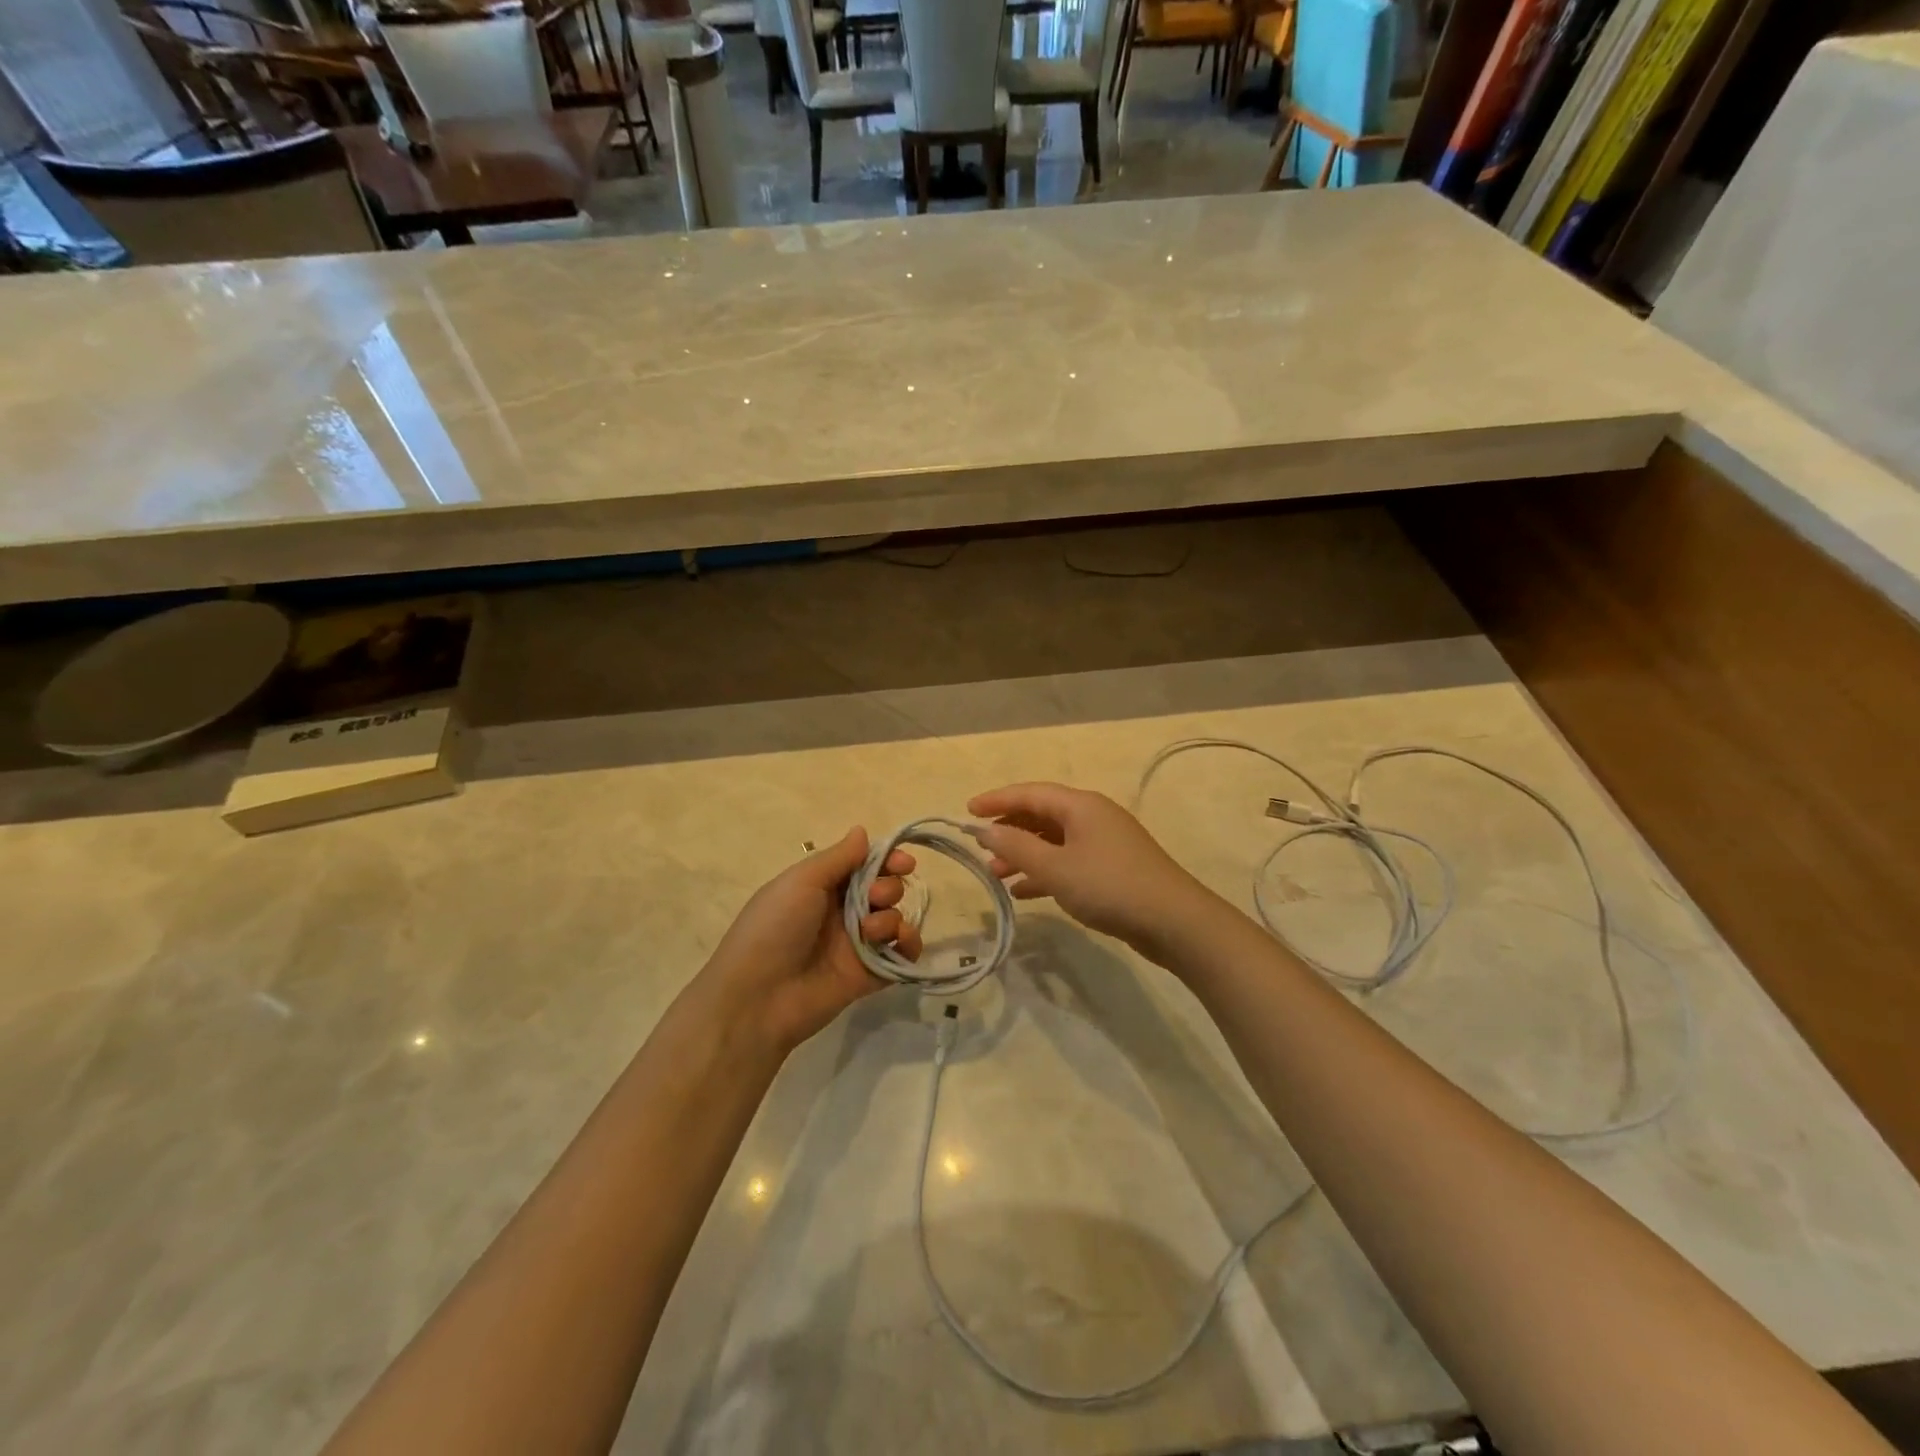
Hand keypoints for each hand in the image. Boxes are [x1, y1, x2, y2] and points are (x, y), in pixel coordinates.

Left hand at [699, 829, 921, 1053]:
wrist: (757, 997)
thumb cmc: (774, 927)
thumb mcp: (802, 881)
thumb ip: (839, 857)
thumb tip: (862, 831)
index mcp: (822, 888)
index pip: (864, 866)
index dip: (886, 861)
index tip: (903, 862)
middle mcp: (841, 913)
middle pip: (884, 890)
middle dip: (888, 888)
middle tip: (873, 898)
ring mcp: (856, 946)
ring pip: (894, 920)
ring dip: (891, 918)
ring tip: (870, 931)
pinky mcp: (868, 976)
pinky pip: (900, 956)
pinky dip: (909, 945)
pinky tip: (901, 942)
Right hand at [968, 782, 1219, 959]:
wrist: (1175, 922)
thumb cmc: (1109, 886)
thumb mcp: (1055, 868)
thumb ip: (1016, 847)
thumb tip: (985, 830)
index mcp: (1080, 806)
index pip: (1030, 792)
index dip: (996, 799)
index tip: (966, 811)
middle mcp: (1093, 816)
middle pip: (1042, 814)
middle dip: (1009, 830)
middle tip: (981, 849)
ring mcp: (1105, 843)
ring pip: (1054, 841)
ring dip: (1025, 854)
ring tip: (997, 875)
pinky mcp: (1112, 869)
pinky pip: (1068, 862)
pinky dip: (1045, 872)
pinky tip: (1025, 892)